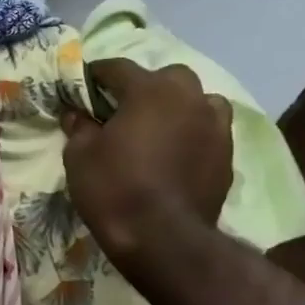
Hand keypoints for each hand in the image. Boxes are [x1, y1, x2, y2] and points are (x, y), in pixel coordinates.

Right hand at [61, 59, 232, 268]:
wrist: (162, 237)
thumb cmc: (113, 187)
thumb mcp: (79, 155)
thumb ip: (79, 127)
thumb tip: (77, 113)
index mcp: (149, 91)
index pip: (118, 68)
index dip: (97, 75)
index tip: (83, 85)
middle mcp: (189, 98)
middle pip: (167, 77)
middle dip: (144, 86)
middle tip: (123, 109)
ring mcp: (215, 125)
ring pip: (198, 100)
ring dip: (177, 106)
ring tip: (157, 128)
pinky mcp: (227, 154)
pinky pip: (209, 130)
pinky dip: (192, 133)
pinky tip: (175, 153)